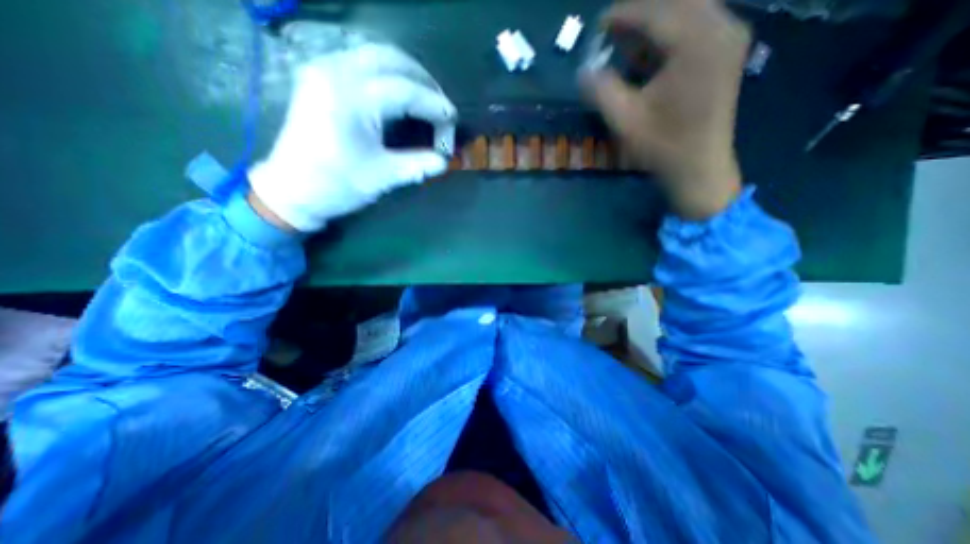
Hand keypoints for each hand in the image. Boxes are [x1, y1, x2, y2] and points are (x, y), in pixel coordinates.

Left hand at [247, 40, 459, 230]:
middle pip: (392, 59)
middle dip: (424, 81)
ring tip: (426, 99)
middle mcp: (335, 72)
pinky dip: (389, 73)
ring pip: (377, 54)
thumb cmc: (336, 186)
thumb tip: (444, 161)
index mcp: (351, 100)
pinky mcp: (320, 75)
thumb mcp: (382, 177)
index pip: (405, 90)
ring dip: (408, 73)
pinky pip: (362, 60)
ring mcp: (324, 69)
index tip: (453, 120)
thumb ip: (417, 165)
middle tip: (442, 107)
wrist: (291, 190)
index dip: (434, 105)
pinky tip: (400, 92)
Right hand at [583, 0, 749, 217]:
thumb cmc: (662, 146)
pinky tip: (649, 54)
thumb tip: (583, 70)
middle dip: (641, 13)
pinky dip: (670, 33)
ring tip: (626, 42)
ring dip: (656, 23)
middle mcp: (721, 27)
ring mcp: (728, 37)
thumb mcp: (625, 120)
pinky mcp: (727, 51)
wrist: (699, 167)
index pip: (655, 11)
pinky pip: (697, 25)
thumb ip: (601, 91)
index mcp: (695, 43)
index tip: (599, 24)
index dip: (623, 14)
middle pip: (676, 2)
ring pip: (688, 10)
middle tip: (612, 31)